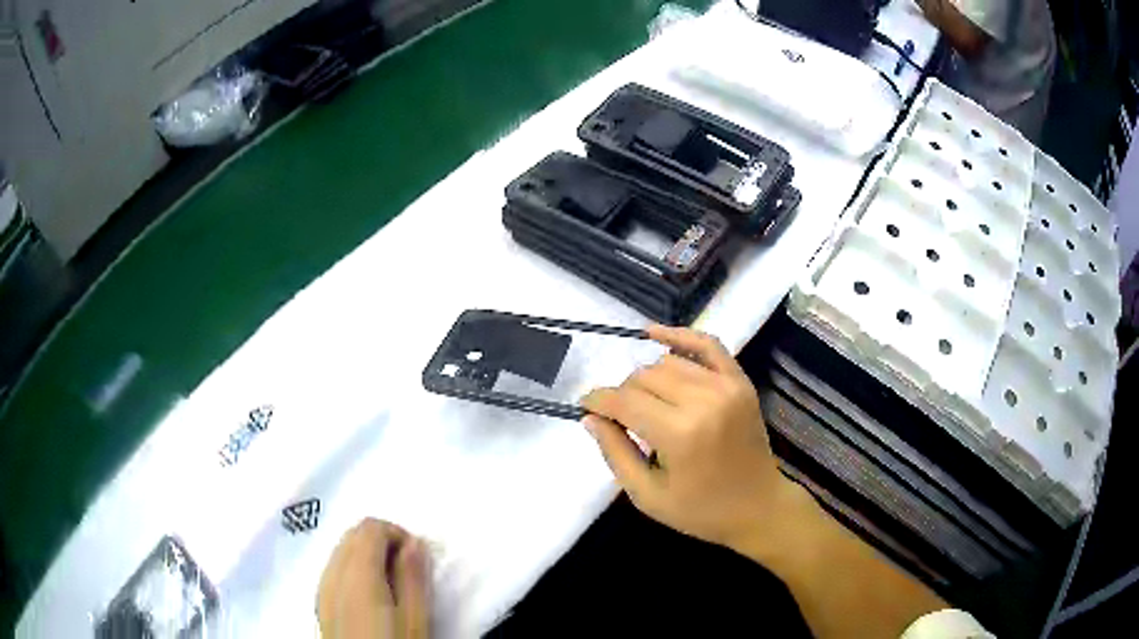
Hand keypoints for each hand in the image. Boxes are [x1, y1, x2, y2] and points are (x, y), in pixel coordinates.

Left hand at [317, 518, 429, 638]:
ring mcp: (322, 586)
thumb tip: (415, 542)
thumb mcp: (416, 619)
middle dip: (382, 542)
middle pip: (353, 534)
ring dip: (367, 555)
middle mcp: (333, 572)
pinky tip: (371, 596)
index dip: (398, 533)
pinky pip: (335, 568)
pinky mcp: (320, 601)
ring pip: (341, 550)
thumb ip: (414, 577)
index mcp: (358, 572)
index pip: (371, 527)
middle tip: (408, 572)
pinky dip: (354, 569)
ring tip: (392, 586)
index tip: (417, 559)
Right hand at [581, 325, 804, 552]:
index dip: (598, 401)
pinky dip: (680, 335)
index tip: (585, 406)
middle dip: (623, 394)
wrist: (758, 506)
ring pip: (667, 361)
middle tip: (622, 418)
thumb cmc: (700, 511)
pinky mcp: (740, 381)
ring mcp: (726, 386)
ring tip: (647, 402)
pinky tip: (655, 335)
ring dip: (648, 378)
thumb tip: (590, 417)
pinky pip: (707, 344)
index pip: (624, 401)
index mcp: (679, 434)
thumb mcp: (647, 496)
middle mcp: (703, 401)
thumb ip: (615, 453)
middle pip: (643, 378)